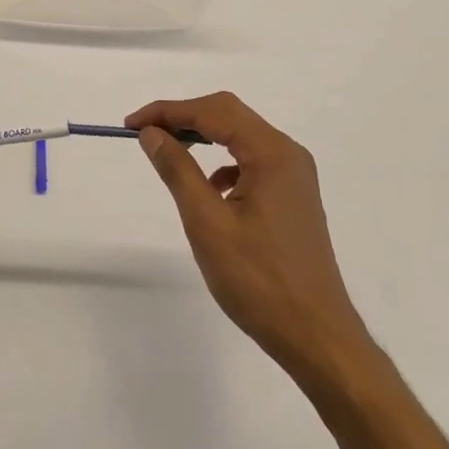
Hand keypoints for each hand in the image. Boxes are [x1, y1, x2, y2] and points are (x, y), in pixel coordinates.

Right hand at [130, 92, 370, 380]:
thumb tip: (152, 133)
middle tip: (145, 134)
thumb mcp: (207, 223)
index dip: (169, 111)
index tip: (131, 124)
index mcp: (272, 152)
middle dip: (184, 118)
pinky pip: (252, 162)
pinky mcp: (294, 197)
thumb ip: (178, 170)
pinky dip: (223, 163)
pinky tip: (210, 190)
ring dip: (203, 137)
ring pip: (241, 137)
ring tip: (170, 154)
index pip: (214, 111)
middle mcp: (288, 153)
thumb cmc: (259, 281)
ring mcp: (295, 175)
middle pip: (229, 115)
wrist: (317, 337)